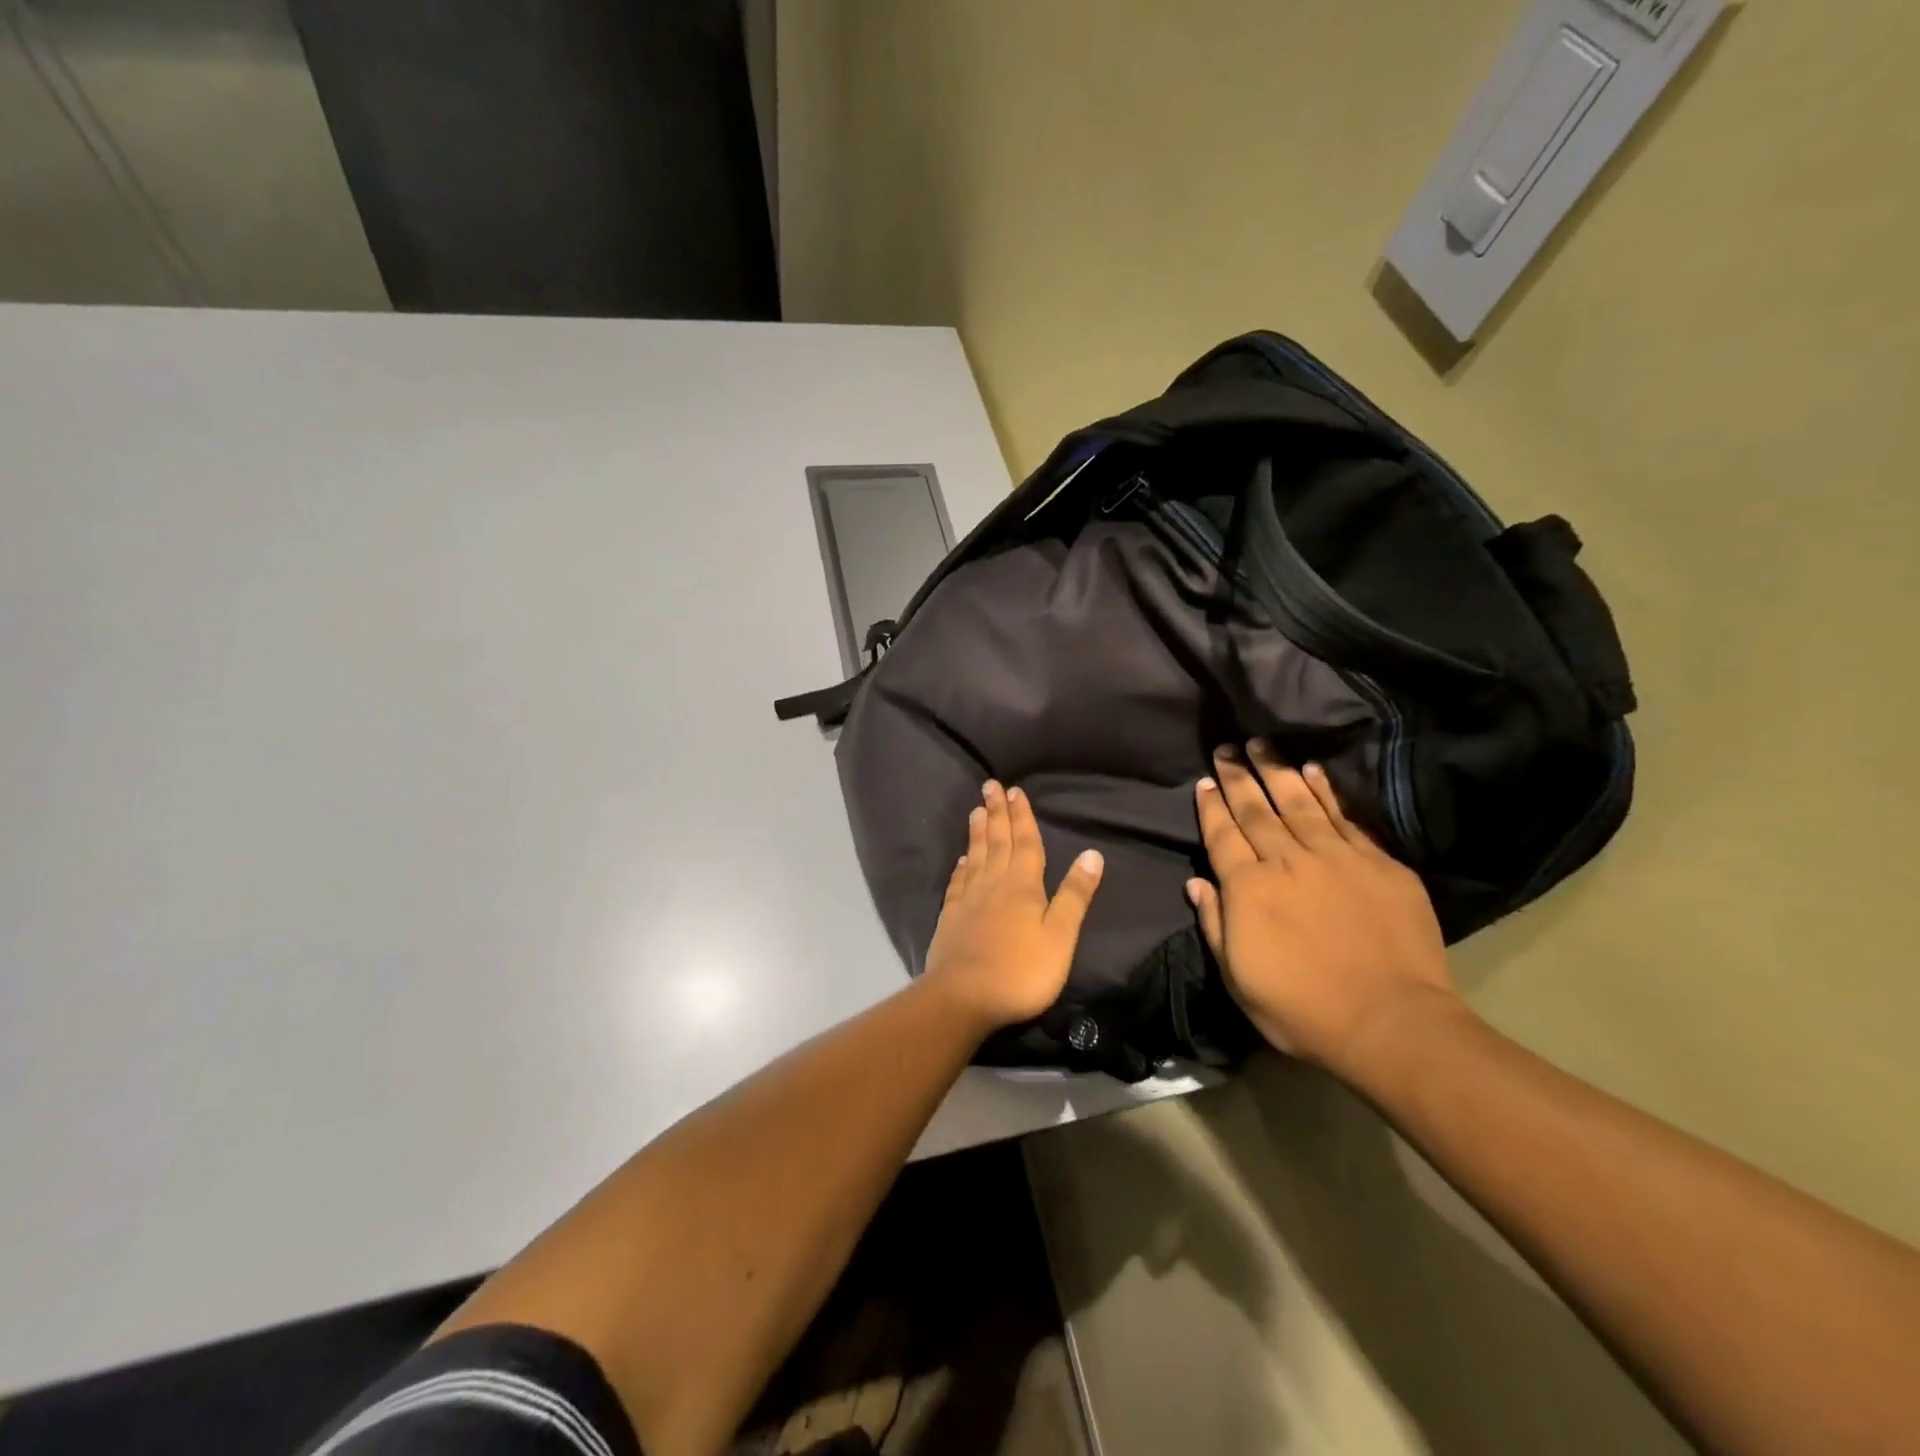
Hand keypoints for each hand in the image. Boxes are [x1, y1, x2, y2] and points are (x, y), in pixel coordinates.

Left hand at [922, 780, 1104, 1034]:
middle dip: (997, 813)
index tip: (1015, 791)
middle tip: (991, 786)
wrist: (964, 998)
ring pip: (976, 857)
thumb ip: (1075, 895)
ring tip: (976, 810)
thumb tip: (1092, 853)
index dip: (1022, 817)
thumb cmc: (1021, 971)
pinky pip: (958, 883)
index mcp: (1023, 886)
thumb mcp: (1060, 935)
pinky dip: (961, 867)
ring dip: (978, 832)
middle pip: (997, 842)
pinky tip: (962, 859)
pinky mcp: (950, 918)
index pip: (1026, 843)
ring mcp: (968, 900)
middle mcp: (994, 884)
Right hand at [1186, 741, 1461, 1079]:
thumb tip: (1196, 882)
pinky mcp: (1378, 863)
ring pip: (1298, 803)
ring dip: (1277, 771)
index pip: (1223, 836)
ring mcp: (1336, 858)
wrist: (1391, 1023)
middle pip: (1256, 811)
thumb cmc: (1302, 1009)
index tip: (1204, 782)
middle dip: (1237, 778)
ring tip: (1262, 744)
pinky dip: (1326, 792)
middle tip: (1226, 748)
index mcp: (1250, 889)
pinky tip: (1313, 771)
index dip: (1211, 807)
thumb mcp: (1238, 979)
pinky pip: (1345, 817)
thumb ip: (1215, 925)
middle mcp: (1288, 862)